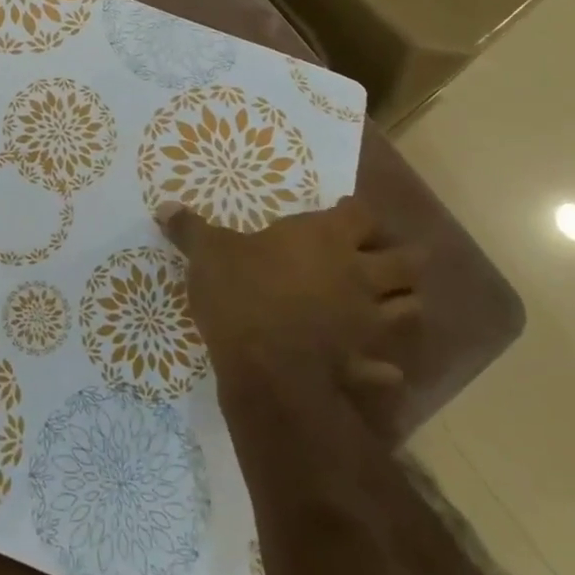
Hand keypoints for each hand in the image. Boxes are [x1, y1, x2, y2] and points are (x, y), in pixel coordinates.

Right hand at [158, 197, 422, 438]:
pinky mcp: (362, 362)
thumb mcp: (207, 253)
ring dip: (402, 305)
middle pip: (407, 261)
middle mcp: (357, 275)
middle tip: (375, 258)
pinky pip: (385, 367)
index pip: (361, 214)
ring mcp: (366, 321)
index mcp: (325, 238)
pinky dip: (383, 365)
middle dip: (399, 258)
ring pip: (409, 310)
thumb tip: (165, 207)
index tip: (342, 212)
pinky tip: (374, 365)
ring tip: (383, 304)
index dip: (355, 212)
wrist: (264, 366)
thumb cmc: (240, 292)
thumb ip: (190, 229)